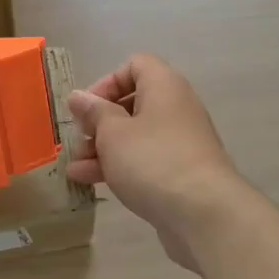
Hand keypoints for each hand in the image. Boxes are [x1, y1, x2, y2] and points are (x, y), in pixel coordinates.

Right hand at [67, 54, 246, 262]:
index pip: (135, 65)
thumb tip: (78, 96)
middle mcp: (176, 108)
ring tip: (75, 168)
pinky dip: (119, 166)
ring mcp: (180, 142)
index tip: (87, 107)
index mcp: (164, 86)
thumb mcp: (113, 133)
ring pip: (135, 136)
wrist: (203, 214)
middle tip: (79, 139)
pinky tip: (89, 182)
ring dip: (103, 148)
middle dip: (99, 122)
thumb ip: (94, 112)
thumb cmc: (152, 160)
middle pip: (132, 103)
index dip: (107, 82)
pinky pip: (144, 160)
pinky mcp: (180, 173)